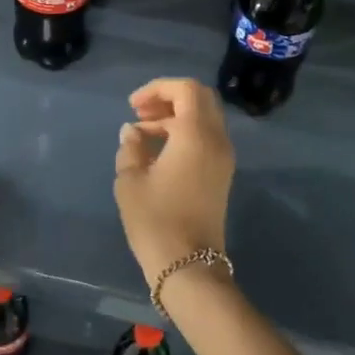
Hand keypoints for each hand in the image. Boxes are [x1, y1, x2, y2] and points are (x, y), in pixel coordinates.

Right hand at [113, 78, 234, 285]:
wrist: (188, 266)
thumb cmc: (155, 220)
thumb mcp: (130, 181)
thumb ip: (131, 148)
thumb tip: (133, 132)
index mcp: (196, 135)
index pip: (186, 89)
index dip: (157, 88)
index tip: (132, 106)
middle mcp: (217, 140)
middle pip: (200, 99)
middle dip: (169, 98)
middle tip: (139, 113)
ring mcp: (224, 158)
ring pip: (204, 118)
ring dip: (175, 116)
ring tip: (142, 133)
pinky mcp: (222, 174)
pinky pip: (206, 138)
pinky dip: (184, 133)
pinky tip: (157, 151)